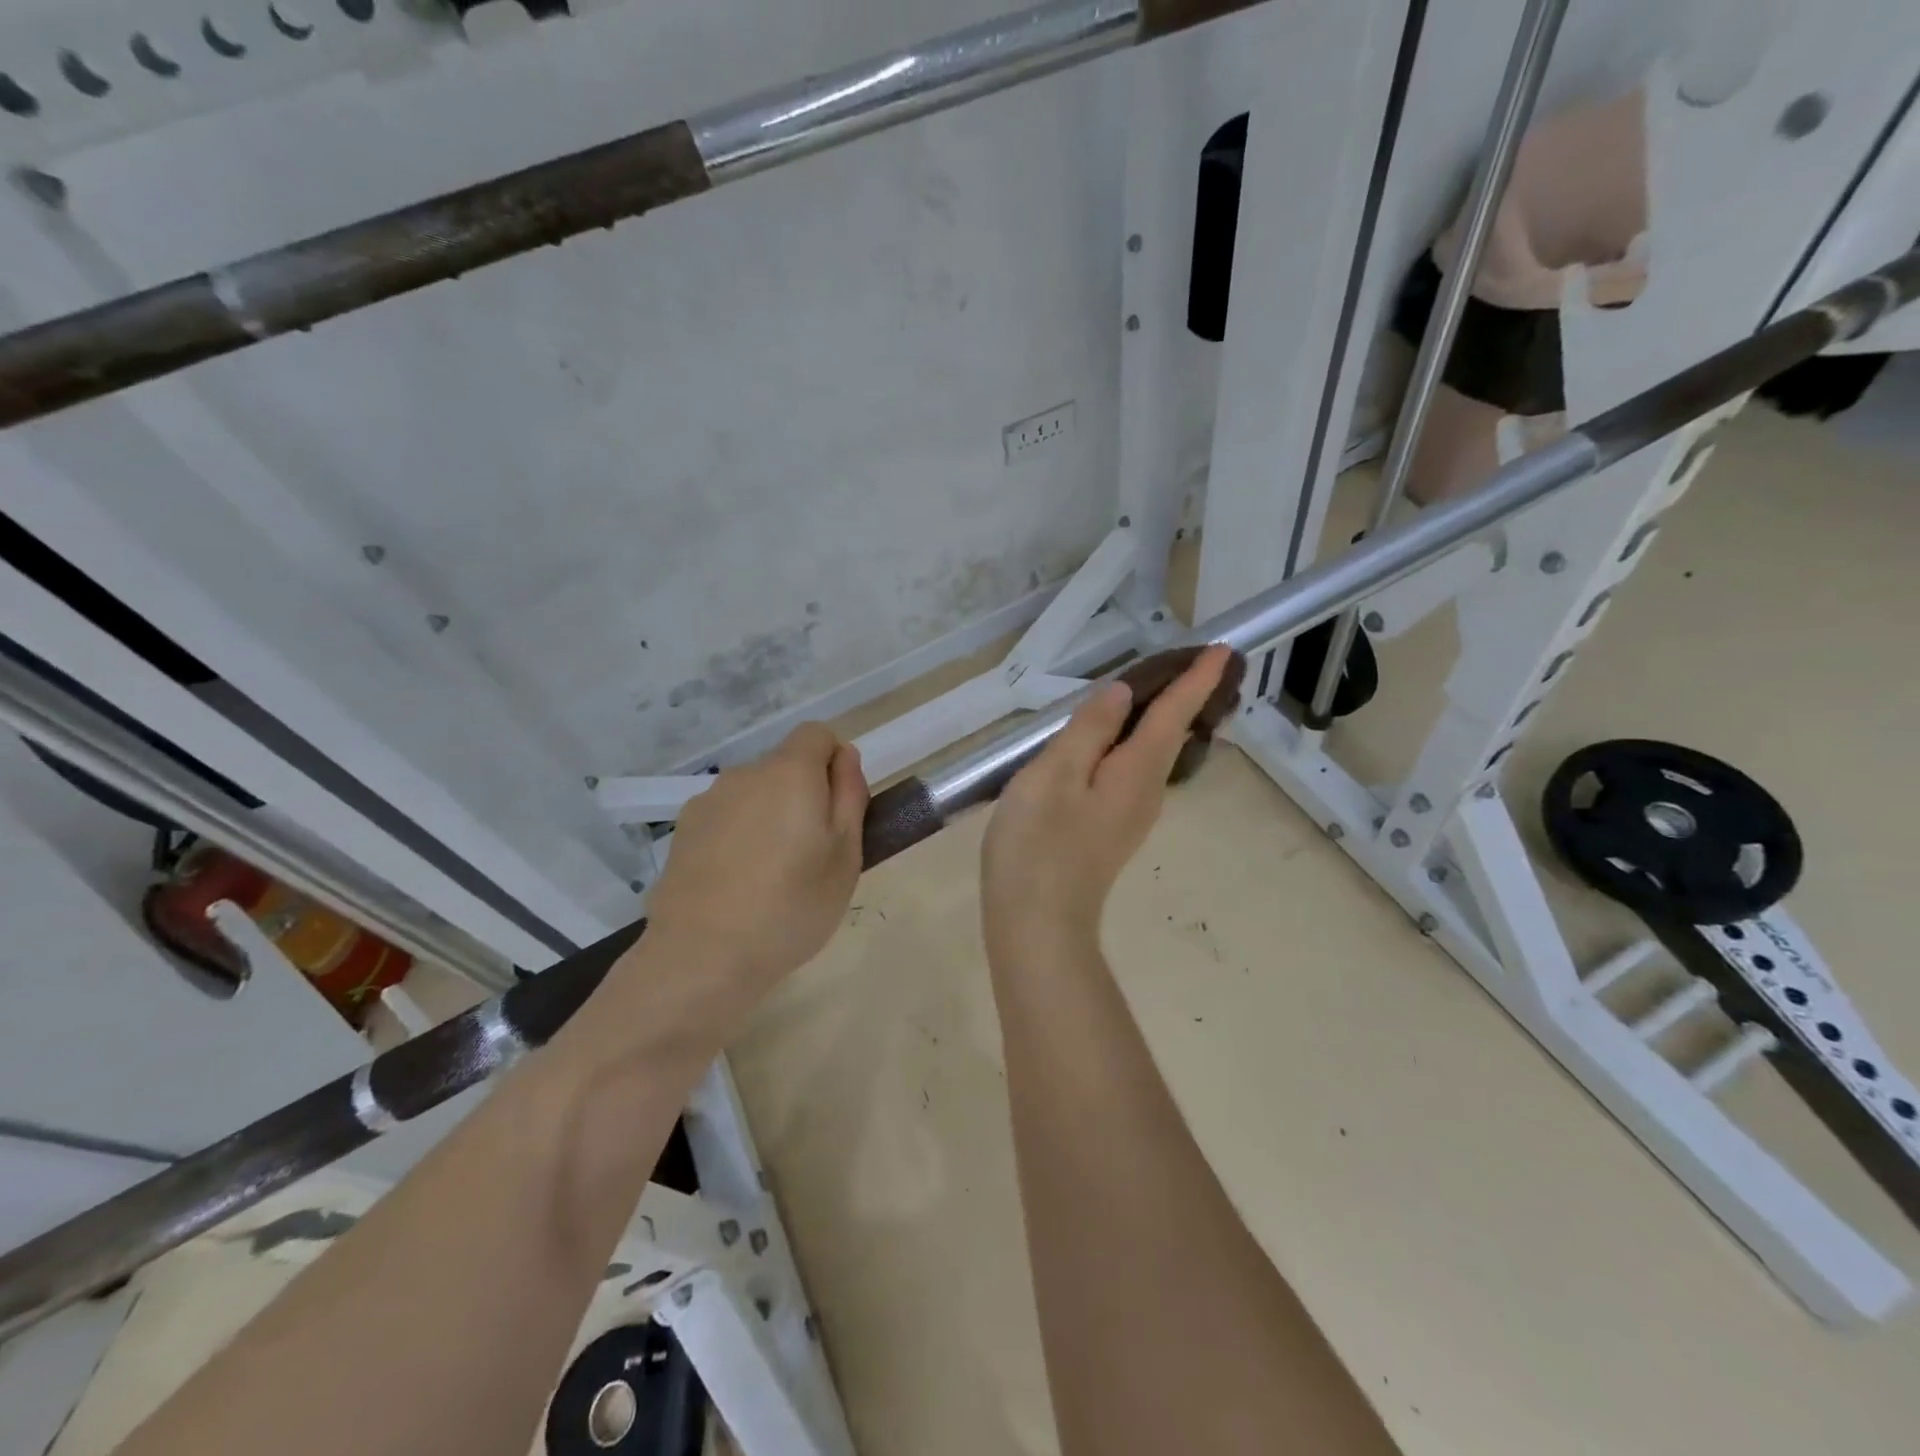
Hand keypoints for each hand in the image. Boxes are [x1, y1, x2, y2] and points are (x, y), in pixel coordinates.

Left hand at [643, 724, 867, 1003]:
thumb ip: (850, 795)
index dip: (834, 762)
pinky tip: (736, 885)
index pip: (817, 734)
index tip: (837, 810)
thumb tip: (845, 756)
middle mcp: (744, 774)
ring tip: (771, 876)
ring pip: (753, 795)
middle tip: (812, 854)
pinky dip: (737, 838)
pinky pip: (725, 819)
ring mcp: (707, 802)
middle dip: (802, 795)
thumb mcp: (846, 855)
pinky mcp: (682, 832)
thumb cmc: (792, 906)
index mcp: (789, 772)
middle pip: (784, 766)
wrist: (703, 956)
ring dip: (768, 817)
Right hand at [982, 646, 1231, 951]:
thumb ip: (1089, 730)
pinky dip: (1134, 745)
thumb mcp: (1055, 775)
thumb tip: (1123, 694)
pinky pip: (1133, 773)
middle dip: (1185, 698)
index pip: (1174, 714)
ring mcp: (1130, 816)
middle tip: (1191, 662)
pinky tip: (1113, 743)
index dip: (1196, 680)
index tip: (1223, 650)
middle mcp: (1145, 792)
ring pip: (1153, 756)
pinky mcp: (1111, 831)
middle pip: (1171, 735)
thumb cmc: (1039, 844)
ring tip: (1155, 691)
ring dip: (1161, 721)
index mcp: (1136, 771)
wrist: (1038, 924)